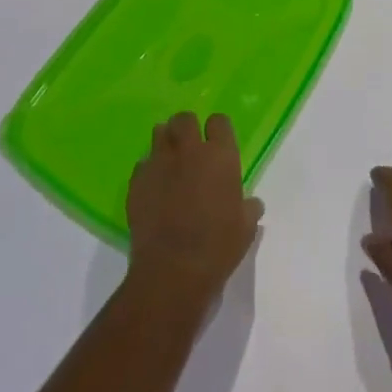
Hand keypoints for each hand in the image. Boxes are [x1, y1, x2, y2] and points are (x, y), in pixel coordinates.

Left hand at [126, 112, 262, 308]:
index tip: (216, 145)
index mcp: (220, 155)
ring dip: (165, 142)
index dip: (217, 131)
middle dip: (186, 128)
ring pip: (160, 132)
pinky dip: (148, 171)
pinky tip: (152, 189)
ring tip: (168, 162)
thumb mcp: (245, 230)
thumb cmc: (216, 249)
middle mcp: (190, 150)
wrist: (172, 273)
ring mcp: (161, 162)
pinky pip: (142, 164)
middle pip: (185, 119)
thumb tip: (253, 204)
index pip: (219, 121)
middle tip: (189, 148)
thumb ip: (249, 209)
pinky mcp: (138, 180)